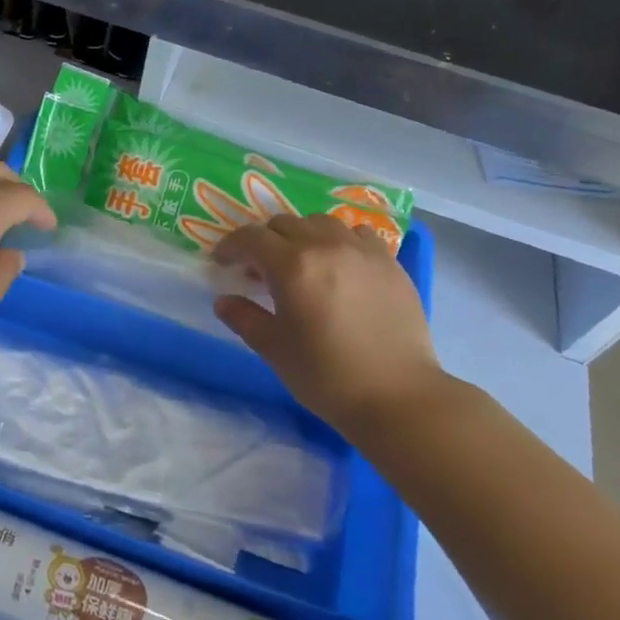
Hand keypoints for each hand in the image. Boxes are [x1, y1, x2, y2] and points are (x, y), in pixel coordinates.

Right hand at [212, 215, 451, 443]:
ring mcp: (362, 251)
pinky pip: (357, 234)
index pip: (251, 238)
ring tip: (301, 262)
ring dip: (301, 235)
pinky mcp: (390, 263)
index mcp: (292, 265)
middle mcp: (326, 246)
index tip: (222, 262)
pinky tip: (340, 265)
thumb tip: (224, 301)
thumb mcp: (274, 349)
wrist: (397, 395)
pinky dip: (339, 241)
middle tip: (259, 268)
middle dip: (264, 240)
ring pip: (321, 223)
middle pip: (285, 224)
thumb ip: (244, 318)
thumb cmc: (326, 375)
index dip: (231, 246)